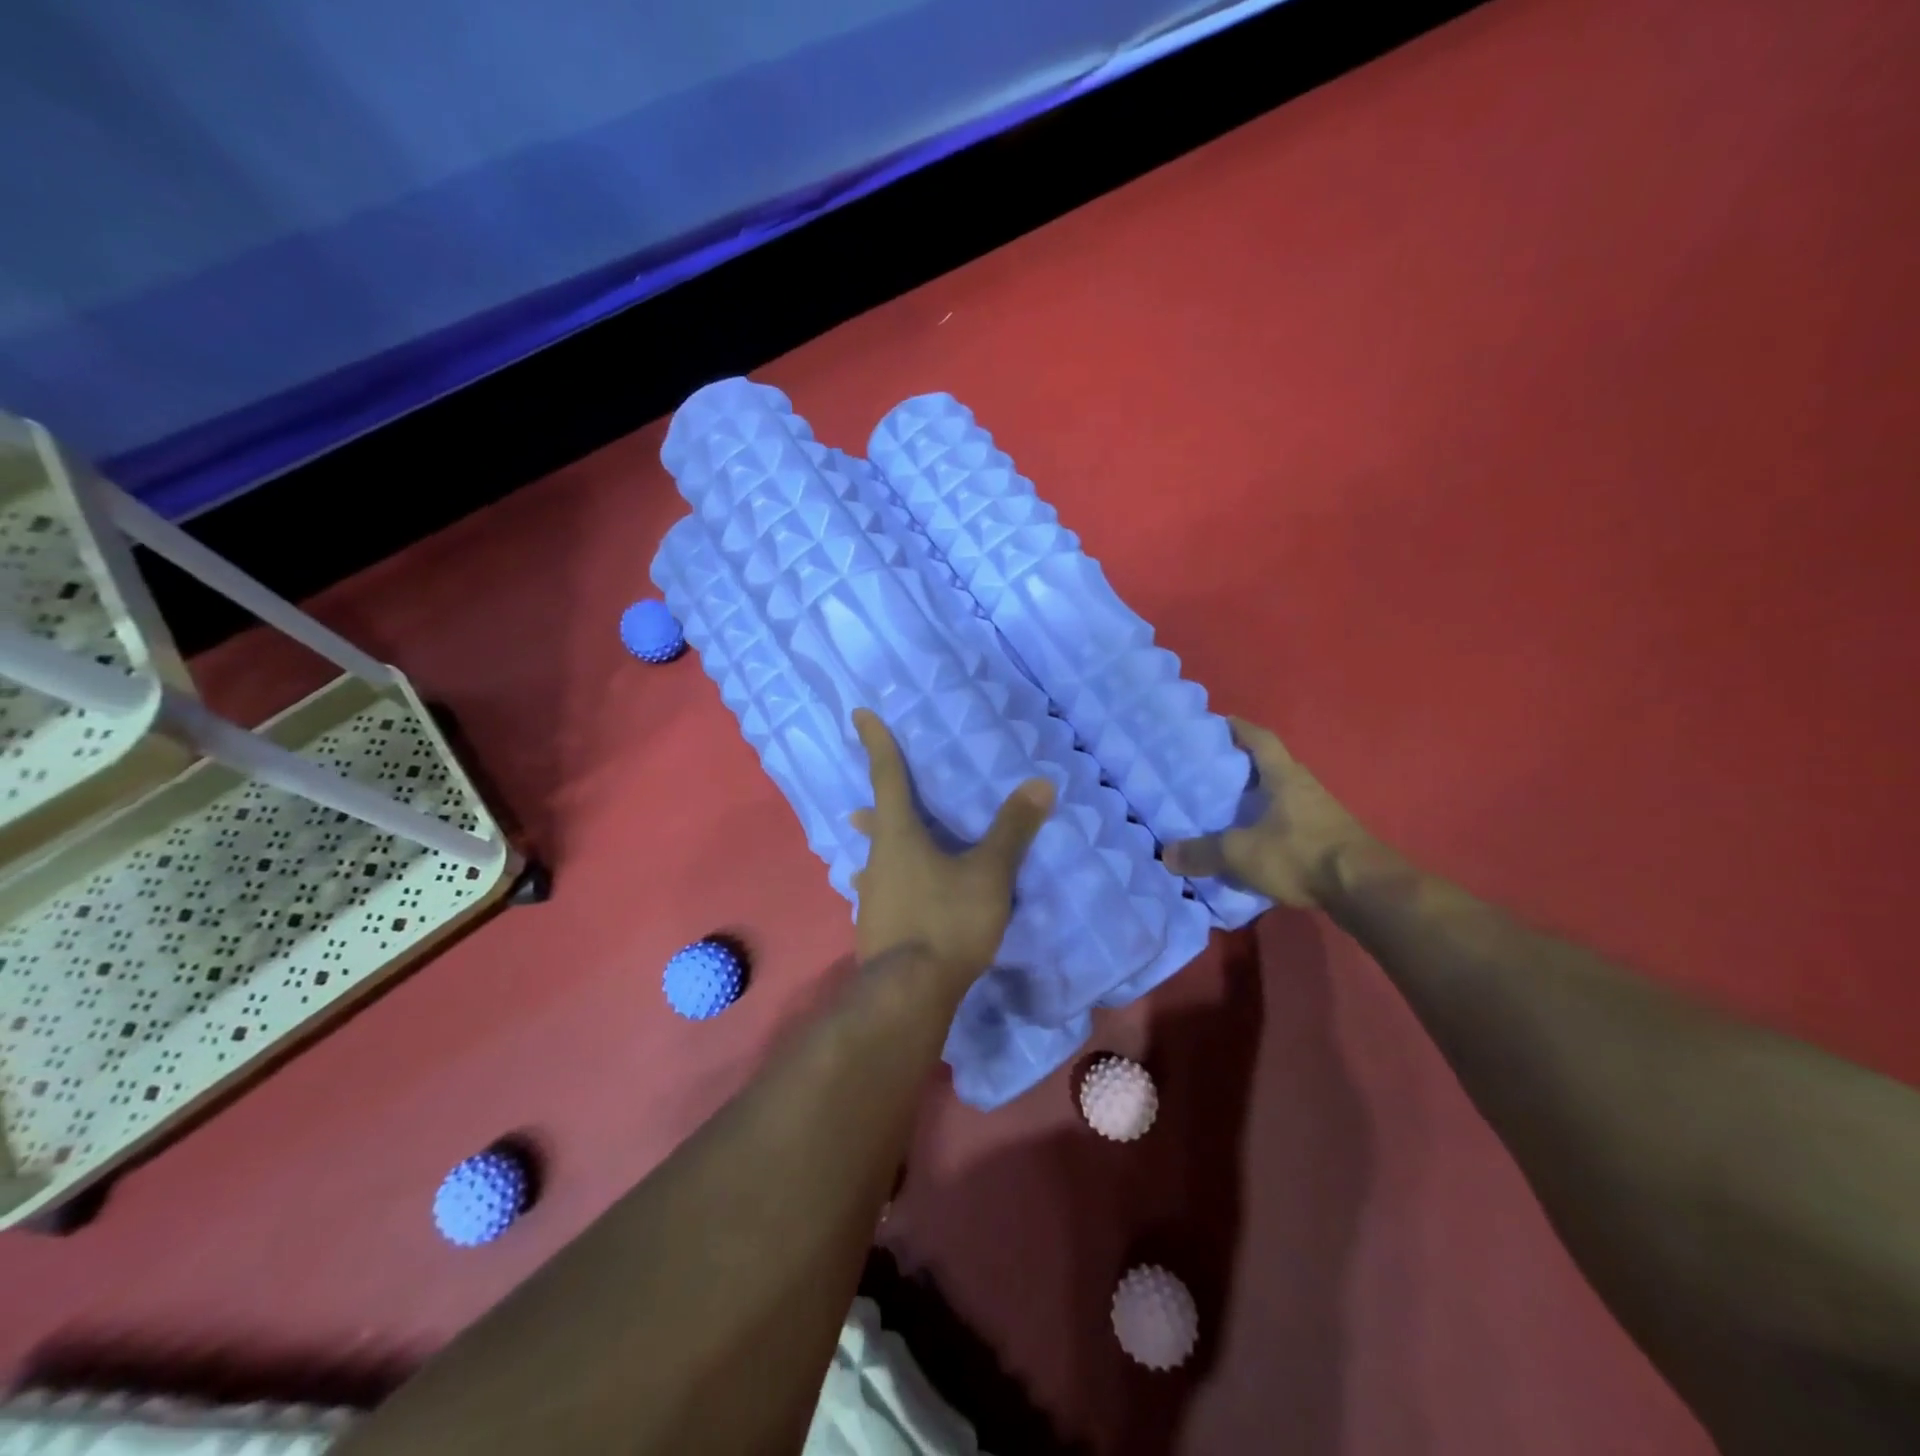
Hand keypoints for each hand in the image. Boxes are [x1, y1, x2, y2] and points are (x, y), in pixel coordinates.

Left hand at [848, 708, 1055, 986]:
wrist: (909, 994)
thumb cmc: (946, 921)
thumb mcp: (988, 874)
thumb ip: (1013, 830)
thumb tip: (1041, 782)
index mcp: (899, 836)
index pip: (887, 776)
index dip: (876, 742)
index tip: (857, 714)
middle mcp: (877, 860)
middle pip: (875, 822)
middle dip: (874, 805)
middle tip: (868, 799)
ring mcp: (870, 896)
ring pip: (874, 860)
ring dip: (878, 848)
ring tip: (878, 847)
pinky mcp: (875, 927)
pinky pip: (881, 891)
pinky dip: (890, 882)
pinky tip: (895, 898)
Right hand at [1164, 717, 1376, 908]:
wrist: (1364, 889)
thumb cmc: (1300, 854)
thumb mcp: (1241, 853)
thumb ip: (1203, 852)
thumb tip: (1166, 854)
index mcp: (1284, 776)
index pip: (1260, 739)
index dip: (1240, 728)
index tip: (1220, 723)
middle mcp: (1304, 786)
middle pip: (1271, 766)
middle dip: (1243, 767)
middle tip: (1212, 771)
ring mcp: (1321, 813)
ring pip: (1282, 796)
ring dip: (1258, 798)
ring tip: (1228, 808)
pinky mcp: (1329, 838)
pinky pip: (1291, 822)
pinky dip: (1271, 825)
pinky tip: (1255, 840)